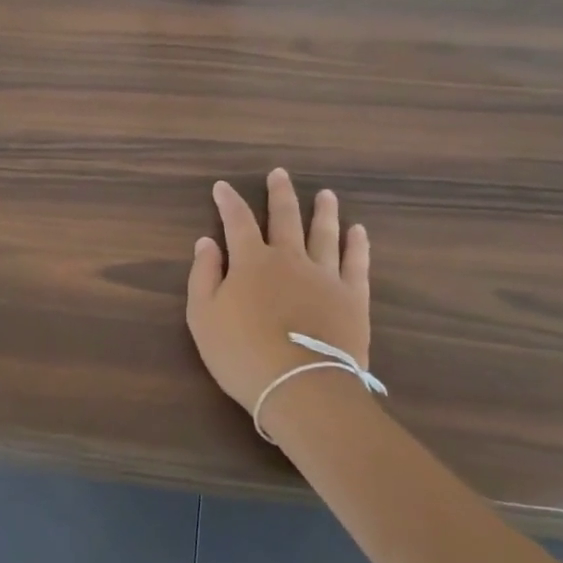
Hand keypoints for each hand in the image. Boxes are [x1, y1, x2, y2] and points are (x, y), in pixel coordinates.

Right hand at [186, 169, 371, 417]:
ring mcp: (325, 276)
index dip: (228, 201)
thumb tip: (207, 242)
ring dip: (324, 211)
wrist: (301, 388)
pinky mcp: (353, 298)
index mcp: (252, 261)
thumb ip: (203, 275)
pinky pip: (356, 264)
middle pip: (285, 217)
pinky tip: (358, 231)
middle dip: (280, 193)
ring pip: (324, 234)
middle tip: (280, 173)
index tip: (222, 186)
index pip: (237, 221)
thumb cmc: (243, 354)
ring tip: (326, 194)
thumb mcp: (203, 317)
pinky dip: (357, 245)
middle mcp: (289, 258)